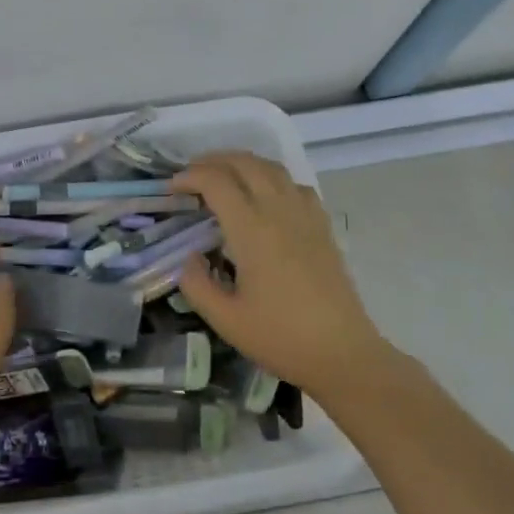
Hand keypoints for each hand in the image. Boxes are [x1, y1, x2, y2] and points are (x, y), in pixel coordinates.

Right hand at [174, 152, 387, 399]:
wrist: (342, 353)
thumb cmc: (280, 337)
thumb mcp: (225, 319)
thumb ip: (196, 284)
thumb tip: (190, 257)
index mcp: (252, 230)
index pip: (217, 182)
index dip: (190, 177)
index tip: (172, 188)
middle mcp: (279, 211)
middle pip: (245, 163)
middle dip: (213, 161)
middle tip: (191, 174)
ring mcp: (305, 215)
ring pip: (272, 168)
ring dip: (243, 163)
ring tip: (223, 176)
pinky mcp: (322, 226)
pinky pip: (295, 185)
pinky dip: (272, 177)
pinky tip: (265, 196)